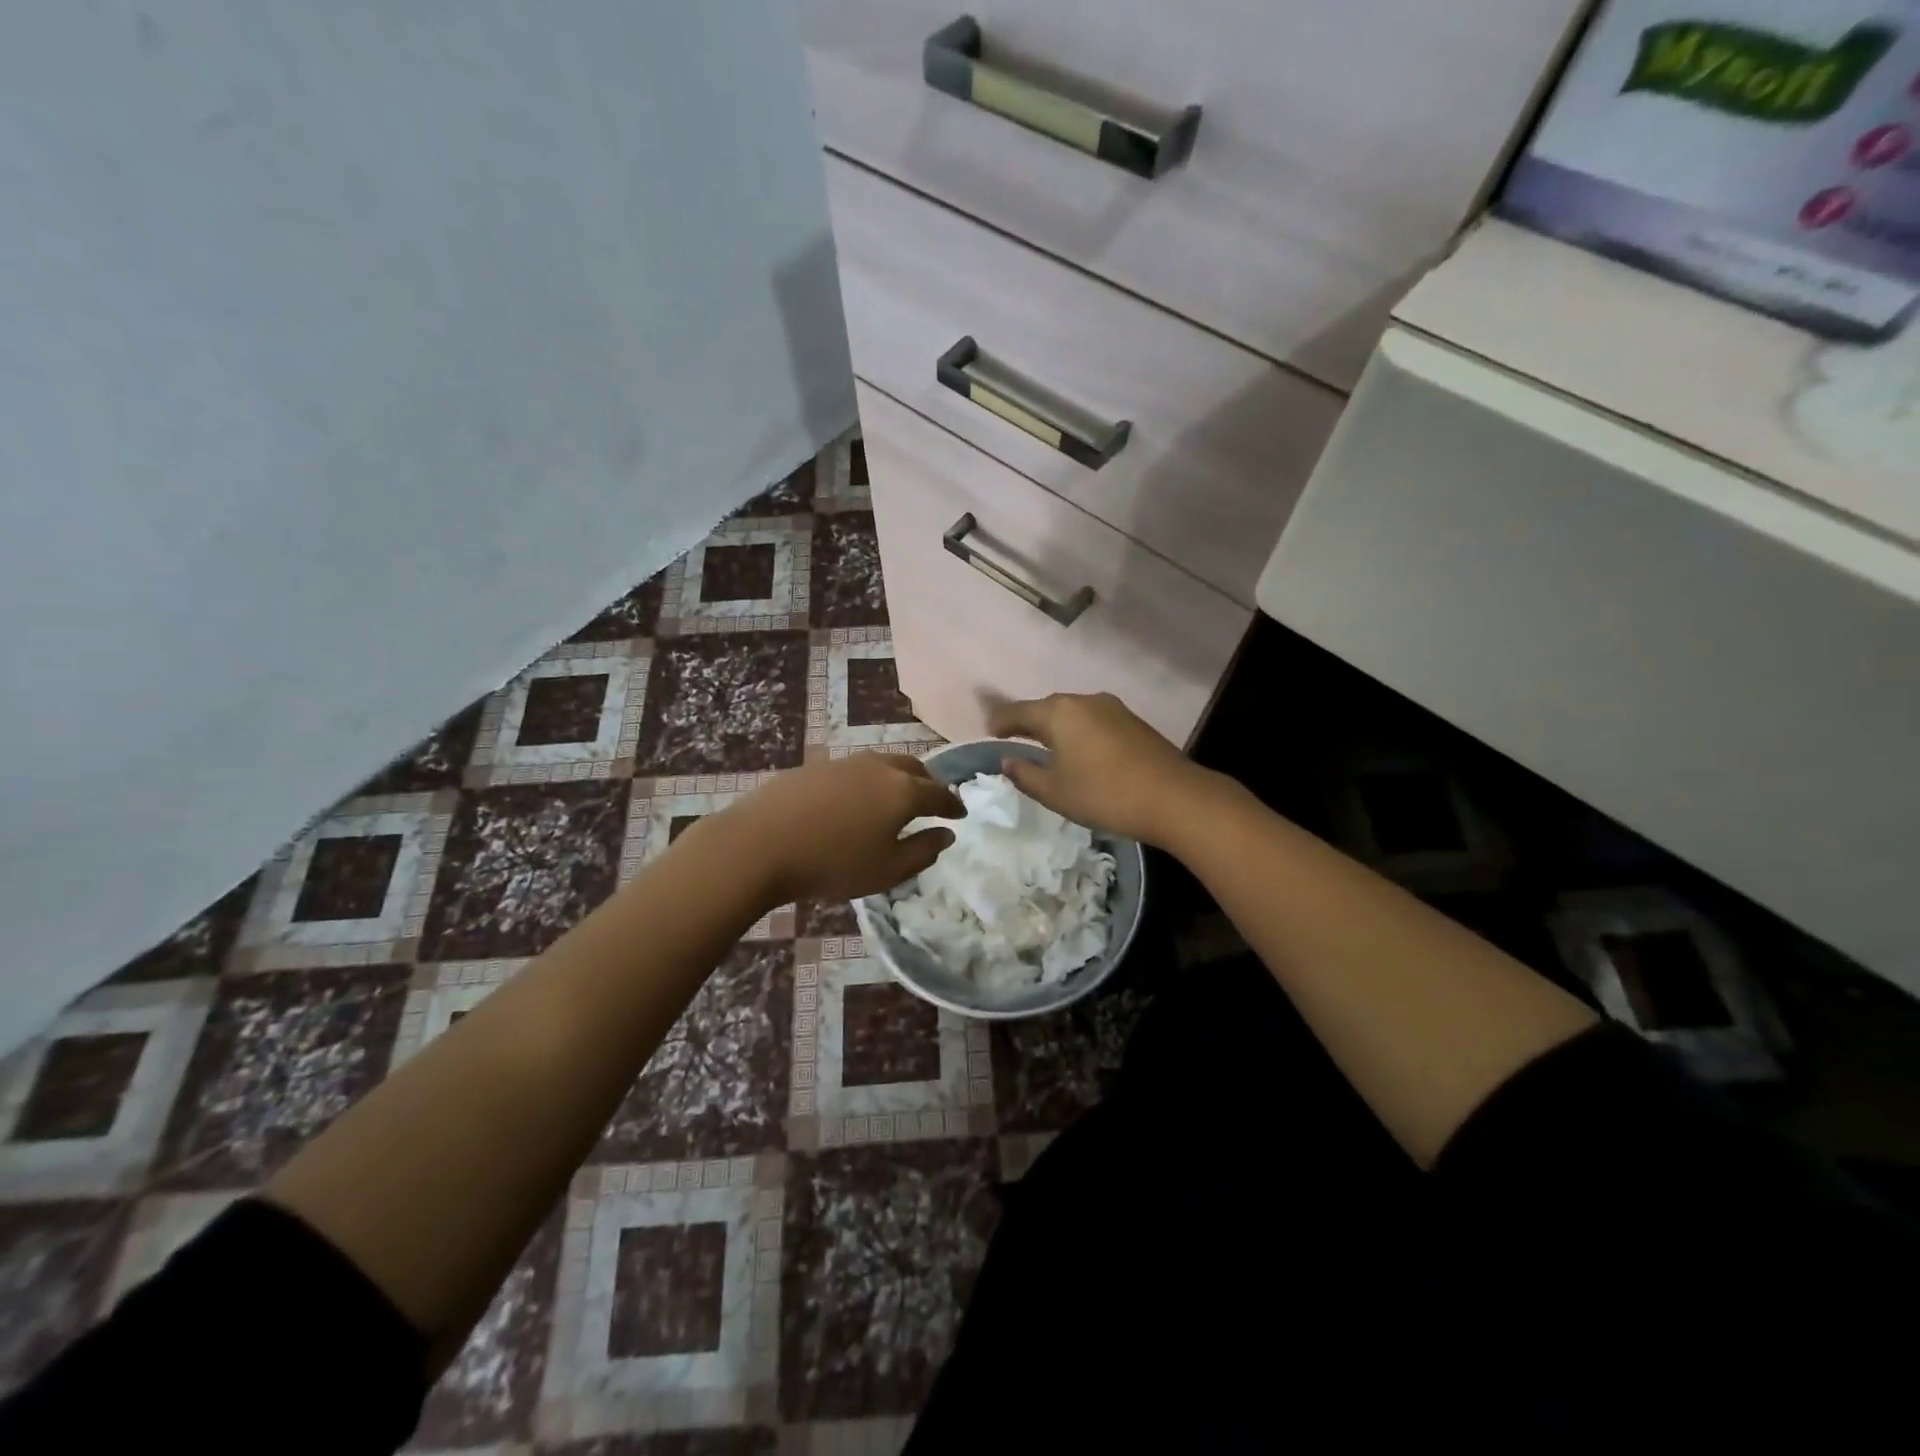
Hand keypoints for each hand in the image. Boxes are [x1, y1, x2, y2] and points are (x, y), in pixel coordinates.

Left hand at [712, 753, 964, 905]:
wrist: (760, 844)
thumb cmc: (833, 864)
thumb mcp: (887, 870)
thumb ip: (923, 851)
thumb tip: (947, 835)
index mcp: (903, 791)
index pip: (939, 794)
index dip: (953, 805)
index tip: (960, 814)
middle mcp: (879, 767)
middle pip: (914, 768)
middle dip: (929, 783)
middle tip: (932, 801)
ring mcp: (845, 762)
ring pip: (884, 763)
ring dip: (898, 777)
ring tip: (896, 796)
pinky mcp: (816, 766)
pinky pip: (856, 769)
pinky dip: (869, 780)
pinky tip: (857, 798)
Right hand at [989, 692, 1210, 846]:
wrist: (1174, 797)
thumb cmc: (1104, 794)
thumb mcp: (1055, 791)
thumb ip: (1025, 774)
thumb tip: (1008, 760)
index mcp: (1058, 712)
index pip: (1017, 711)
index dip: (999, 722)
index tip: (989, 734)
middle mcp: (1084, 700)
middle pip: (1046, 708)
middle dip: (1029, 722)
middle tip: (1015, 740)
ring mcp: (1112, 708)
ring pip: (1072, 713)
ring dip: (1056, 727)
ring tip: (1048, 748)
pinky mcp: (1132, 721)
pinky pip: (1094, 721)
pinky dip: (1079, 732)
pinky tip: (1081, 752)